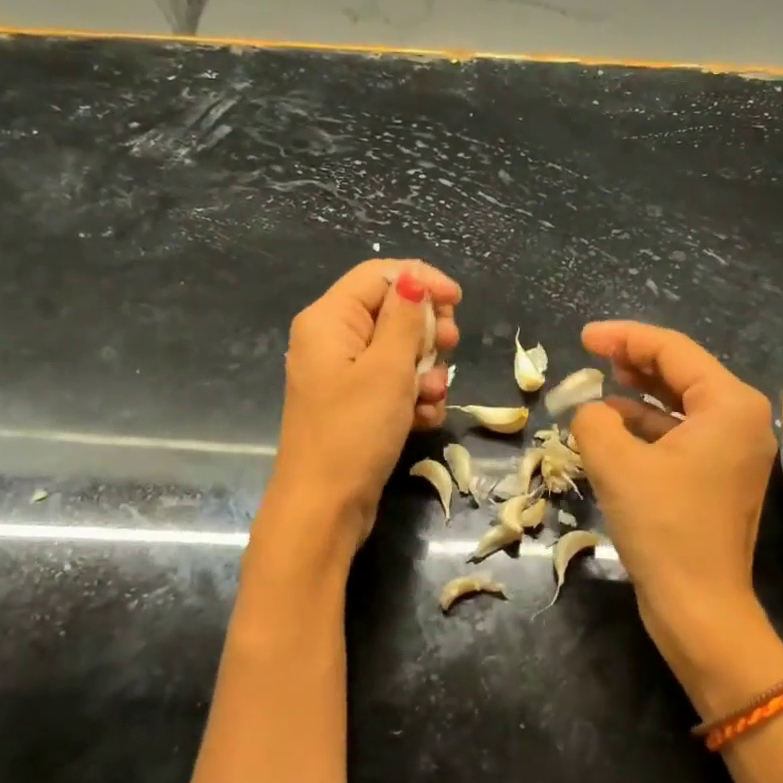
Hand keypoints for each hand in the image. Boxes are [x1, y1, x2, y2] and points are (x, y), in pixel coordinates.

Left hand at [268, 259, 461, 544]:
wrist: (324, 508)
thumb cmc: (355, 431)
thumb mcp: (388, 368)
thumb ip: (405, 318)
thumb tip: (414, 278)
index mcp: (329, 319)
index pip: (380, 274)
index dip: (422, 281)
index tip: (458, 303)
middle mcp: (332, 341)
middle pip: (391, 312)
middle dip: (426, 332)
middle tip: (448, 350)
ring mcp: (343, 377)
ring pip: (398, 352)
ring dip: (425, 371)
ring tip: (431, 397)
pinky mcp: (355, 407)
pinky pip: (392, 386)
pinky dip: (413, 398)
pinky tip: (423, 419)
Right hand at [571, 321, 775, 661]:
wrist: (698, 606)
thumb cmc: (663, 527)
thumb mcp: (615, 463)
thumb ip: (593, 420)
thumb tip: (591, 411)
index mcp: (728, 405)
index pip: (673, 350)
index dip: (624, 337)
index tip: (584, 337)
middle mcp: (741, 420)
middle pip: (682, 373)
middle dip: (635, 361)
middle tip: (593, 354)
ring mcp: (733, 452)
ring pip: (680, 406)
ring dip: (639, 395)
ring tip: (600, 385)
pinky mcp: (719, 479)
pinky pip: (681, 436)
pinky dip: (648, 428)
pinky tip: (614, 429)